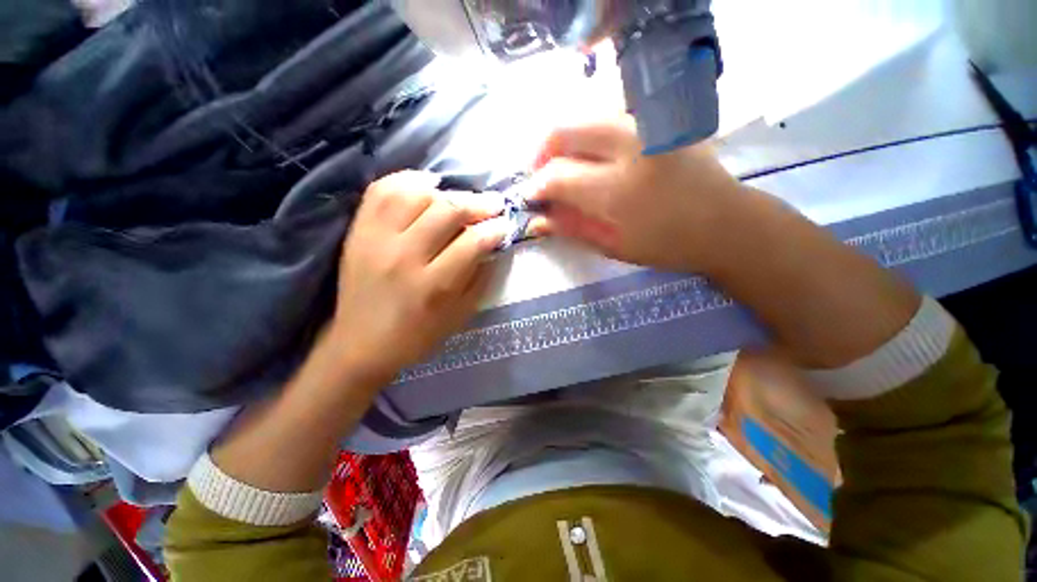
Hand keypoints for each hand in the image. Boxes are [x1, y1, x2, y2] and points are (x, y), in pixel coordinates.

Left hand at [328, 171, 507, 387]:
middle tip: (493, 204)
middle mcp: (405, 257)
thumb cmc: (418, 335)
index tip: (505, 225)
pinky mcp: (358, 232)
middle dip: (478, 203)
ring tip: (460, 198)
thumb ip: (479, 278)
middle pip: (447, 211)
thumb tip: (492, 245)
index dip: (495, 229)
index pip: (472, 242)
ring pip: (415, 194)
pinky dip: (407, 180)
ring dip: (446, 191)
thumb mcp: (460, 315)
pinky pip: (381, 191)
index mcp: (434, 285)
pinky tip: (426, 185)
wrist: (361, 344)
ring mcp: (377, 240)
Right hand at [529, 115, 743, 271]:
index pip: (558, 176)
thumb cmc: (668, 244)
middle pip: (565, 129)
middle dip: (543, 153)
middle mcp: (630, 144)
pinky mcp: (657, 118)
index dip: (536, 186)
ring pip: (584, 116)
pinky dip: (588, 134)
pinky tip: (590, 156)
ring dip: (564, 141)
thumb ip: (572, 228)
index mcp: (619, 188)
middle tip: (542, 177)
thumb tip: (536, 219)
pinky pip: (608, 116)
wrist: (725, 222)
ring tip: (563, 167)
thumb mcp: (613, 246)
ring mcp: (646, 123)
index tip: (530, 197)